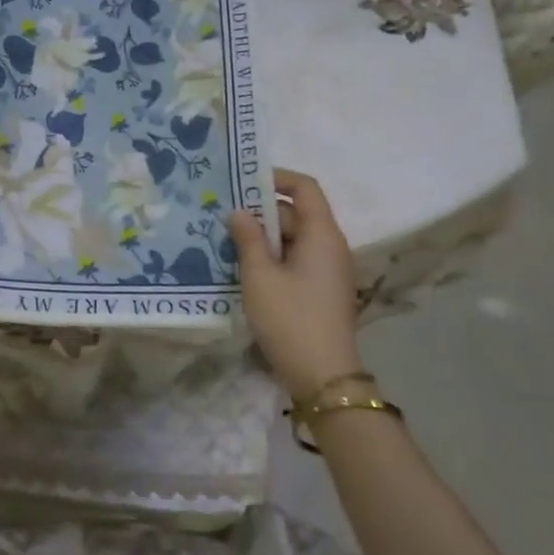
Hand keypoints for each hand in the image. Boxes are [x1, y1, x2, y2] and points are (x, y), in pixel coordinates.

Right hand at [227, 169, 365, 396]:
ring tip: (227, 241)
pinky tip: (244, 268)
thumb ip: (248, 239)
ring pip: (293, 239)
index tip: (243, 182)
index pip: (305, 188)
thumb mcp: (259, 276)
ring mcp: (327, 270)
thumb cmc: (290, 319)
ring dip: (263, 237)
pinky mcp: (320, 290)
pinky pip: (295, 260)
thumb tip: (239, 212)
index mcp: (322, 234)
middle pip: (297, 213)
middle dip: (261, 211)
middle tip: (223, 216)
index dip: (276, 178)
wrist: (323, 376)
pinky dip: (272, 257)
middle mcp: (330, 246)